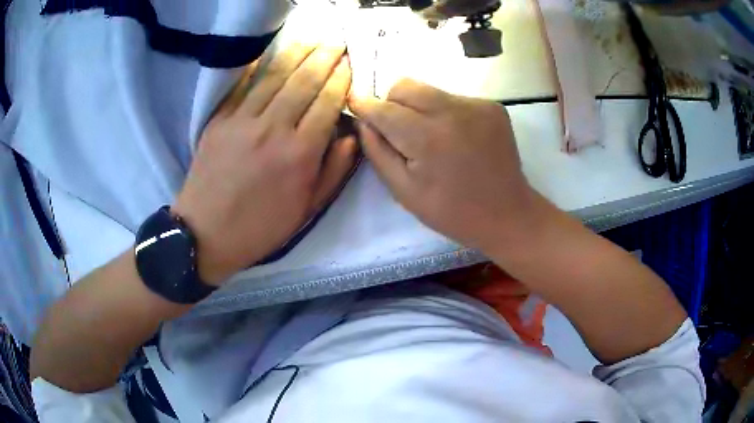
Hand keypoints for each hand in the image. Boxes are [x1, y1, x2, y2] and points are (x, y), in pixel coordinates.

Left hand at [173, 42, 356, 284]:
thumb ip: (333, 171)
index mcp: (299, 155)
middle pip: (304, 81)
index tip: (349, 62)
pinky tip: (273, 53)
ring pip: (275, 76)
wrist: (205, 234)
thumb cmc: (260, 227)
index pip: (327, 103)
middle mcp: (273, 130)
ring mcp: (242, 121)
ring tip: (313, 39)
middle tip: (337, 41)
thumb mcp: (306, 210)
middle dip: (325, 57)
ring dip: (298, 53)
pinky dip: (260, 66)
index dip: (341, 79)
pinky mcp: (219, 120)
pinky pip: (243, 85)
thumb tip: (351, 135)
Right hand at [348, 79, 538, 253]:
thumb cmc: (452, 211)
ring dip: (419, 107)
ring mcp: (477, 105)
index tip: (354, 103)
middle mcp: (453, 111)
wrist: (507, 213)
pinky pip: (454, 98)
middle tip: (398, 129)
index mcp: (428, 138)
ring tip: (431, 137)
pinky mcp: (492, 106)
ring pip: (429, 90)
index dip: (365, 105)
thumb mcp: (404, 191)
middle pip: (405, 85)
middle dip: (392, 102)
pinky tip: (456, 138)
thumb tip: (363, 120)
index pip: (384, 108)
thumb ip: (378, 152)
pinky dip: (445, 112)